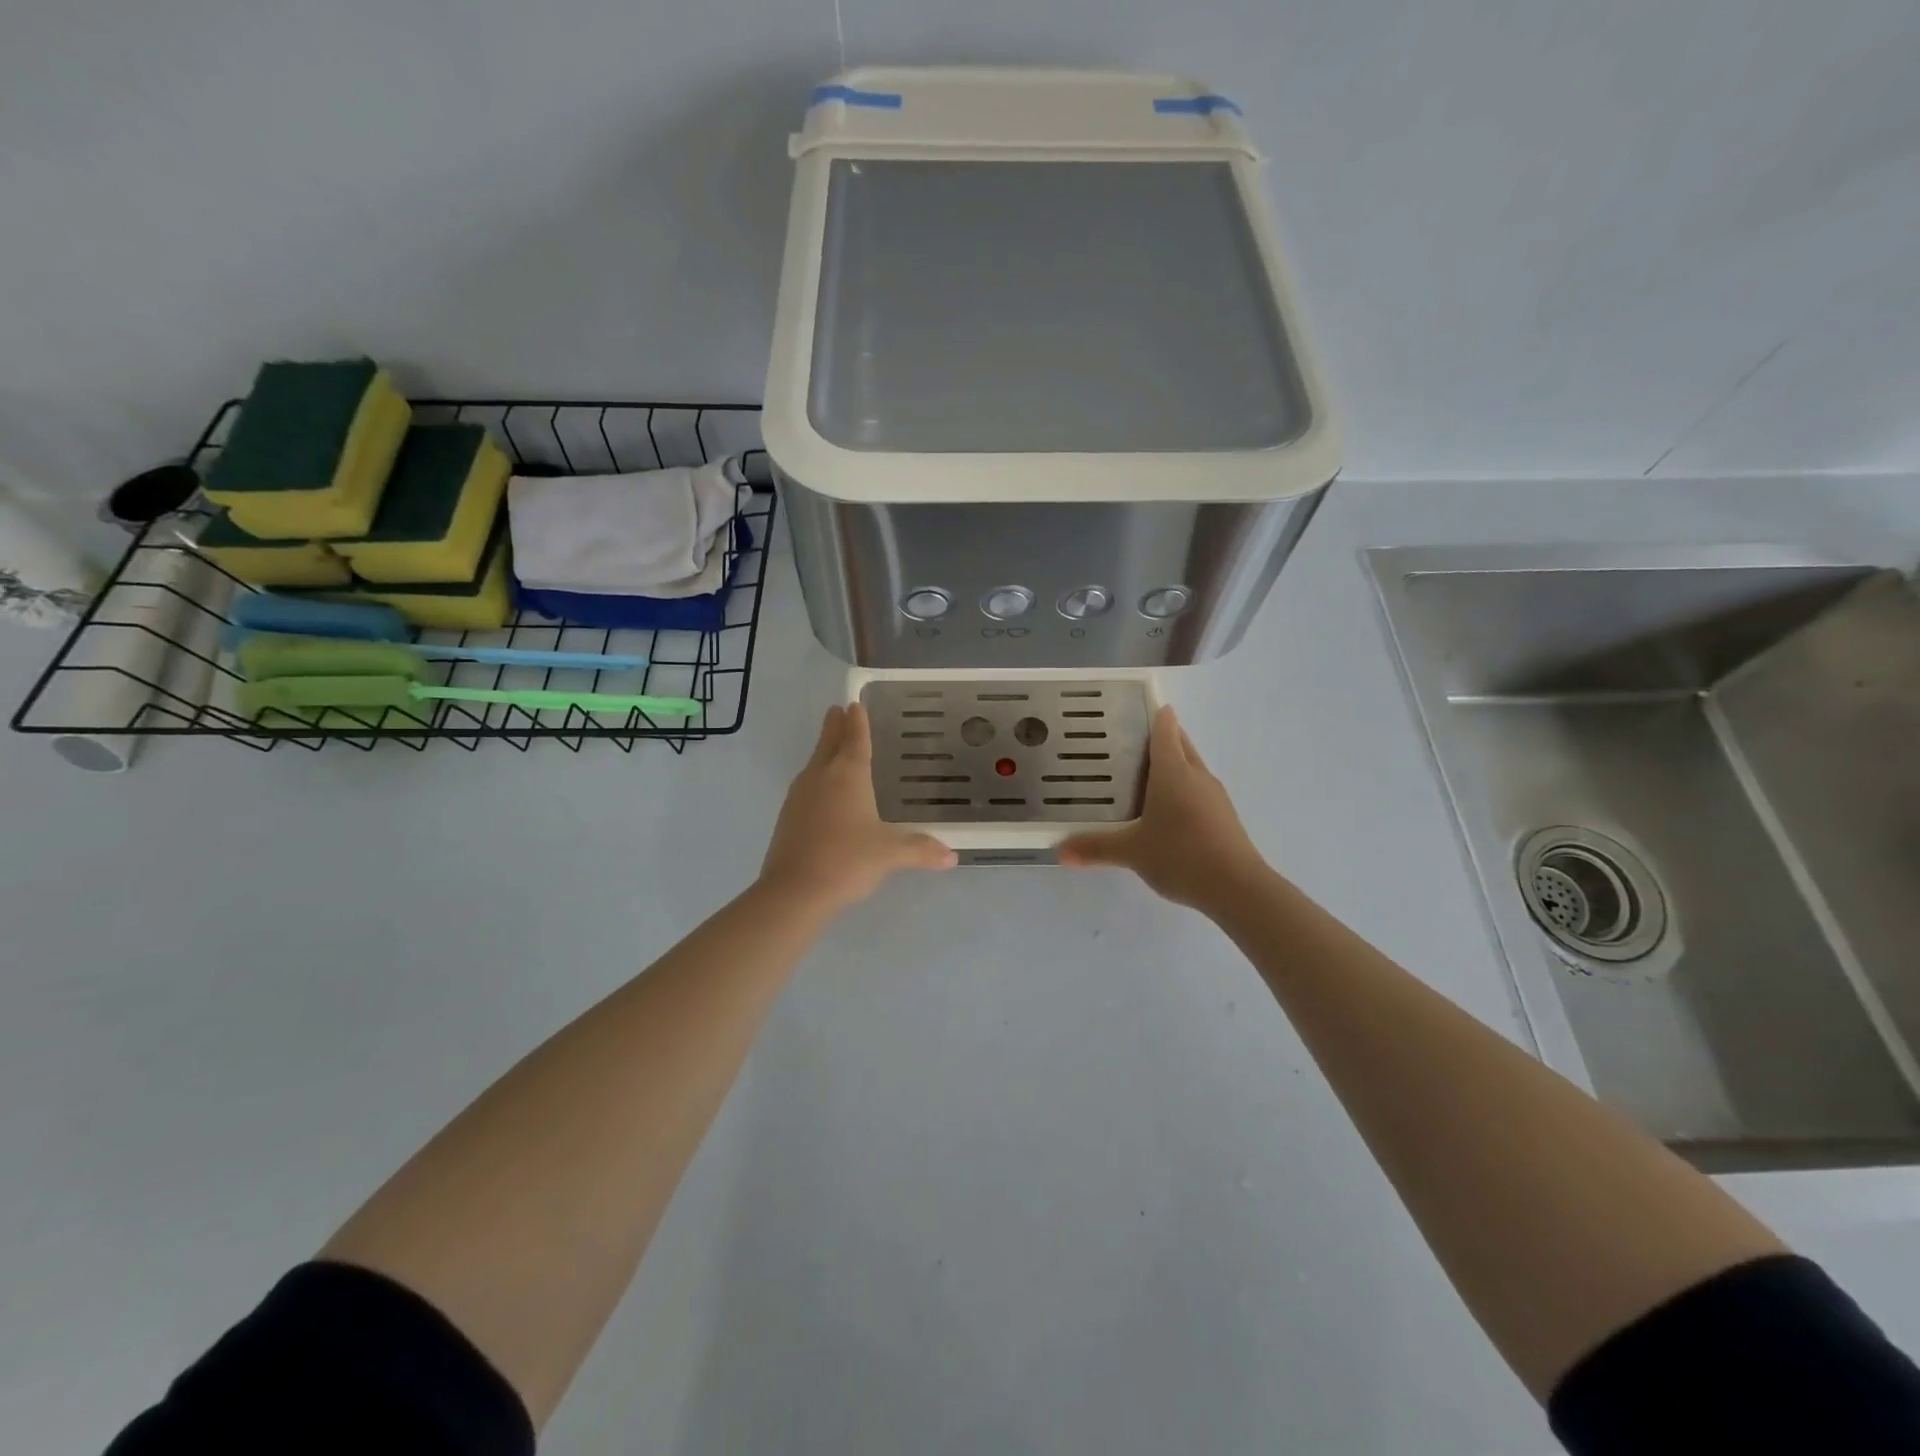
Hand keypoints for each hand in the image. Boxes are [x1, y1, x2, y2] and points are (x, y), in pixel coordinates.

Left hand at [760, 703, 956, 913]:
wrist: (794, 892)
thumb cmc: (847, 861)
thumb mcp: (889, 854)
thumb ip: (920, 850)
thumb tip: (951, 856)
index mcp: (848, 776)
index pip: (855, 739)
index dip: (858, 722)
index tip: (854, 703)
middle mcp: (821, 778)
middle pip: (829, 744)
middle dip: (835, 727)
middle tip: (838, 710)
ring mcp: (800, 796)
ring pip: (814, 764)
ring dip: (824, 750)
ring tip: (831, 745)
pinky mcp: (788, 817)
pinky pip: (806, 786)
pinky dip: (816, 778)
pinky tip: (822, 792)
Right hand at [1059, 706, 1266, 914]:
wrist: (1237, 888)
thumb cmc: (1181, 856)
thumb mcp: (1132, 852)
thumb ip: (1096, 848)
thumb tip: (1059, 851)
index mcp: (1173, 772)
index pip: (1165, 730)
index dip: (1154, 714)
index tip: (1137, 708)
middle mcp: (1196, 776)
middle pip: (1181, 744)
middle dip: (1162, 737)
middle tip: (1131, 740)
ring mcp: (1214, 796)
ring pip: (1192, 767)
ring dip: (1174, 764)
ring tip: (1144, 774)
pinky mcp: (1224, 816)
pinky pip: (1199, 790)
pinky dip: (1183, 789)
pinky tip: (1167, 810)